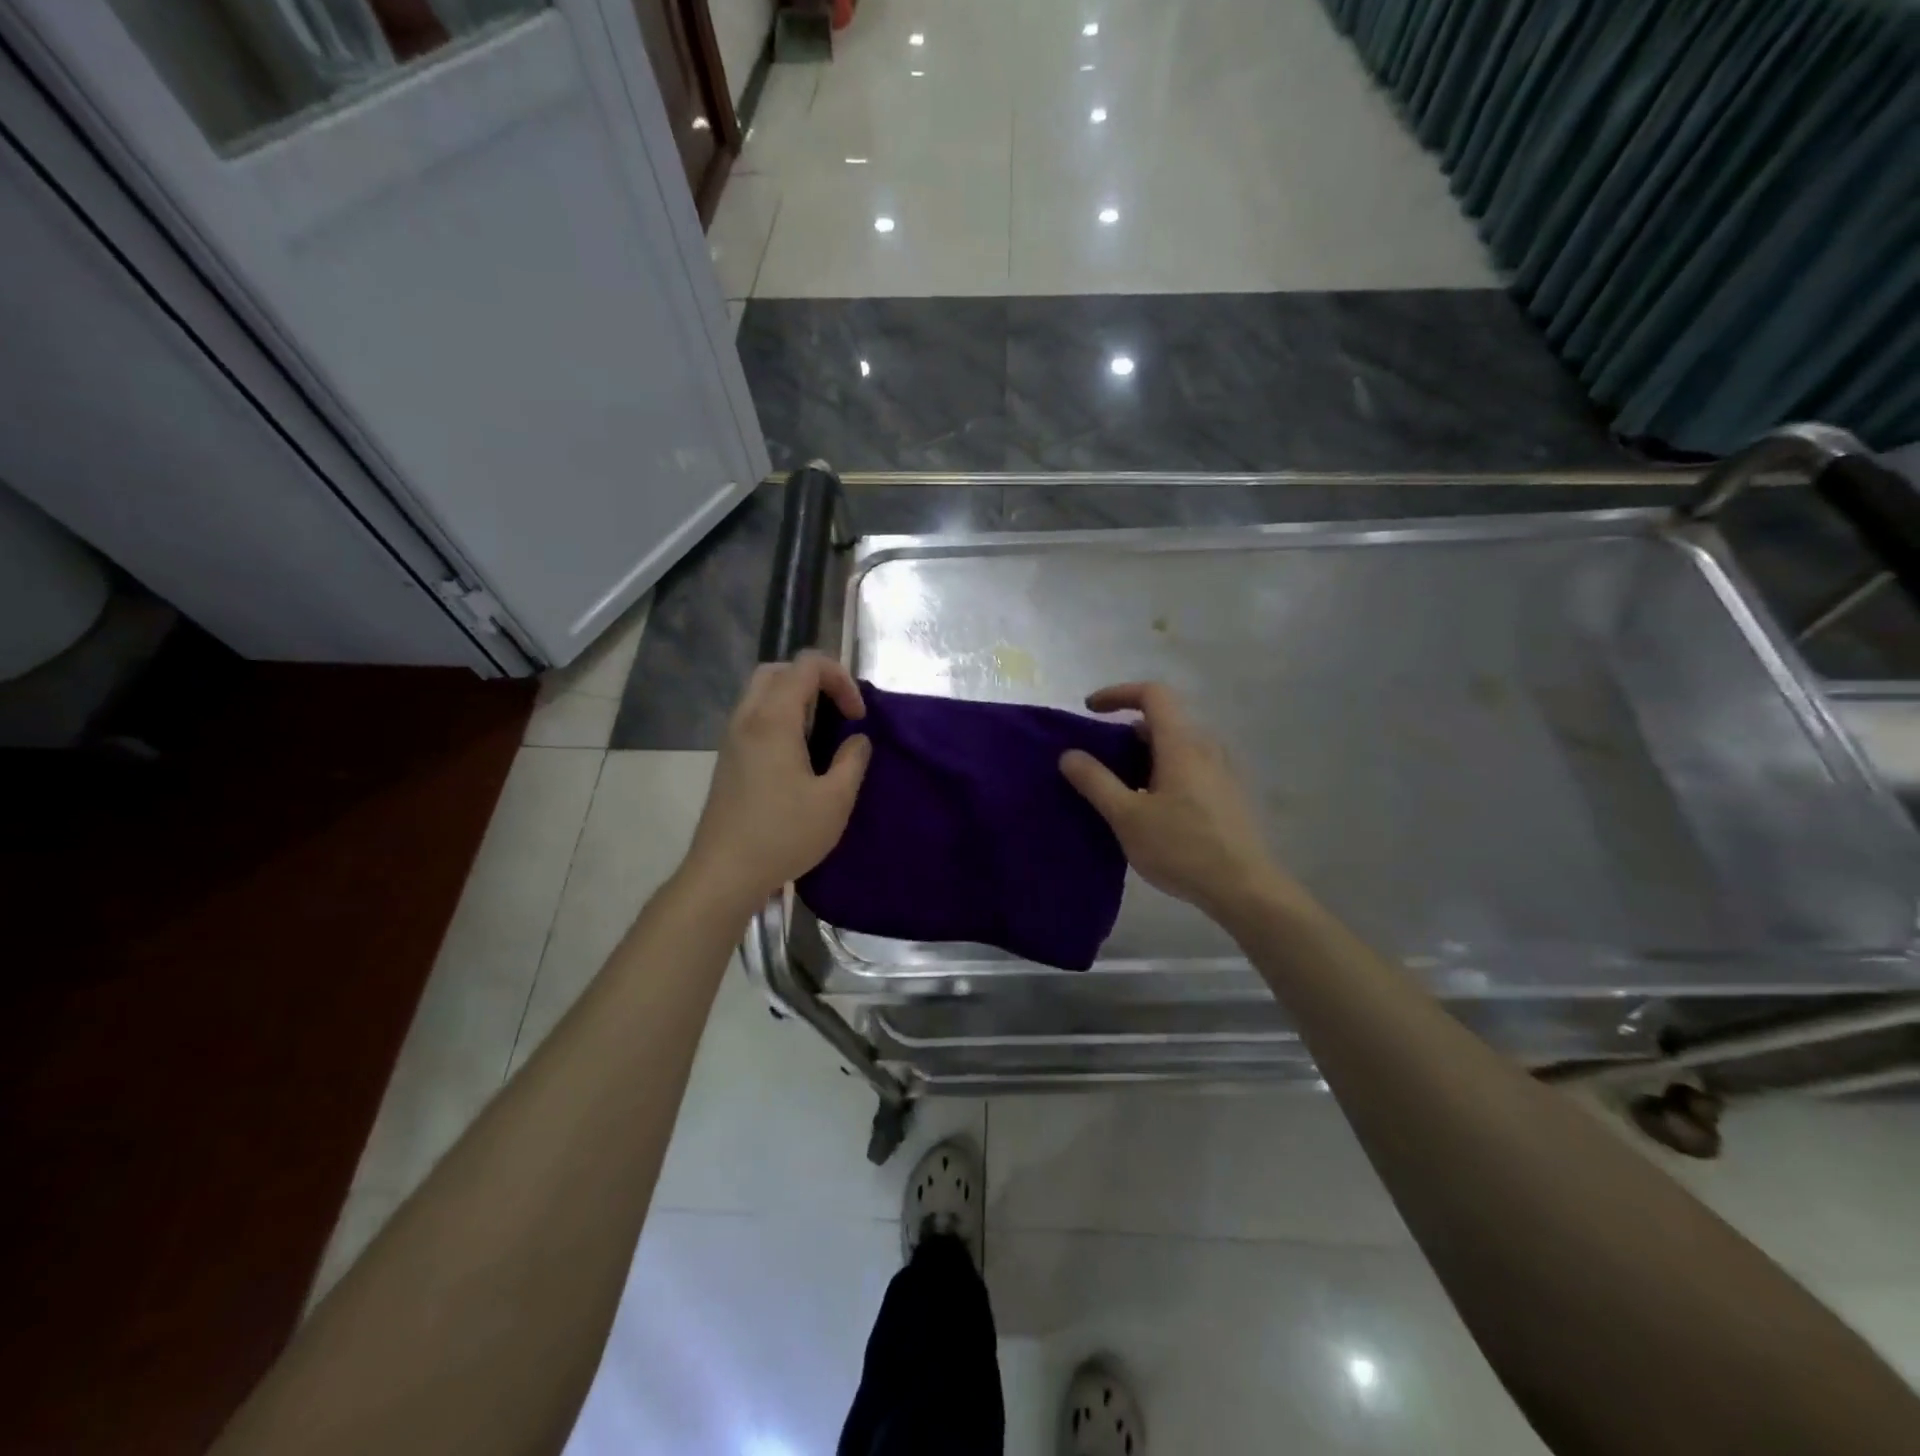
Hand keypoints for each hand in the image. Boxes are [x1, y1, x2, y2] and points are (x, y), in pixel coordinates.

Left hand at [683, 652, 871, 915]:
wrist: (724, 872)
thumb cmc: (784, 834)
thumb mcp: (835, 800)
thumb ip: (853, 761)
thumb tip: (857, 740)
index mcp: (773, 719)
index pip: (807, 665)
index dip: (840, 679)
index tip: (857, 716)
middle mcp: (747, 718)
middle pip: (779, 670)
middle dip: (815, 680)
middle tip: (839, 712)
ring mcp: (732, 738)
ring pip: (762, 692)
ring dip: (796, 699)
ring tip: (822, 732)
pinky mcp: (728, 758)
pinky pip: (754, 717)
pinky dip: (780, 717)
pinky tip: (798, 754)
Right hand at [1060, 682, 1285, 920]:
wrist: (1245, 889)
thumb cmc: (1182, 848)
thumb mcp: (1127, 816)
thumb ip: (1095, 781)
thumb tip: (1069, 754)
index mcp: (1182, 744)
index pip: (1153, 694)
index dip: (1118, 693)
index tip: (1090, 709)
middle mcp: (1206, 748)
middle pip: (1162, 721)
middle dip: (1125, 731)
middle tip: (1099, 760)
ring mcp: (1221, 771)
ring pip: (1176, 747)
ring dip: (1144, 755)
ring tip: (1120, 788)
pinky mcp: (1228, 795)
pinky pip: (1189, 767)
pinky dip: (1162, 772)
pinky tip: (1150, 809)